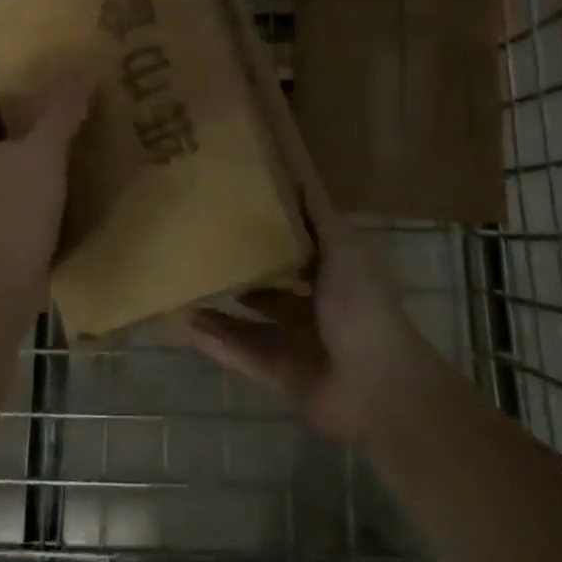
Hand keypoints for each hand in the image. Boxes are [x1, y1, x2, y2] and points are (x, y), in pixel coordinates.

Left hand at [0, 66, 92, 286]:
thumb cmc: (12, 206)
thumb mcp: (43, 150)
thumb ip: (62, 110)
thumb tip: (83, 67)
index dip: (1, 89)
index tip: (37, 86)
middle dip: (25, 121)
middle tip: (65, 110)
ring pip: (6, 165)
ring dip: (34, 155)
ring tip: (74, 143)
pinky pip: (17, 195)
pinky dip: (39, 187)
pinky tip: (71, 186)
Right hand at [184, 210, 441, 442]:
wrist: (378, 388)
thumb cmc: (362, 307)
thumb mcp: (344, 250)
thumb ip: (317, 216)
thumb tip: (297, 173)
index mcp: (334, 272)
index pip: (298, 243)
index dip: (270, 226)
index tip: (234, 203)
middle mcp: (314, 303)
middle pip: (269, 281)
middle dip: (240, 266)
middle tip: (199, 243)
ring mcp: (295, 340)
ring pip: (249, 318)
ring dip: (220, 304)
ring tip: (183, 283)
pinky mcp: (279, 373)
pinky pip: (240, 353)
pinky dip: (215, 340)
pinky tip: (184, 323)